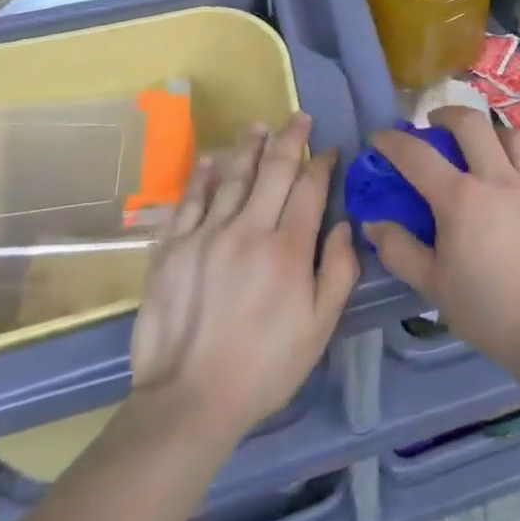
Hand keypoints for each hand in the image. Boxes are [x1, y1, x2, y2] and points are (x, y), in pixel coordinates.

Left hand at [126, 114, 358, 443]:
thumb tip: (346, 224)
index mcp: (288, 249)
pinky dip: (201, 178)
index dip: (322, 163)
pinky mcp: (173, 248)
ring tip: (259, 126)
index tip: (329, 150)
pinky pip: (189, 201)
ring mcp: (207, 235)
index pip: (309, 188)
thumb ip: (339, 271)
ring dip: (249, 148)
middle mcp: (249, 229)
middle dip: (291, 139)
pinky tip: (210, 160)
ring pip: (232, 177)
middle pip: (274, 171)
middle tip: (299, 118)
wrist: (188, 401)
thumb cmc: (264, 367)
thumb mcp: (319, 328)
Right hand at [364, 106, 519, 376]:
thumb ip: (400, 250)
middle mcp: (497, 178)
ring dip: (490, 131)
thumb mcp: (433, 286)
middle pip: (471, 123)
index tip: (381, 137)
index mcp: (460, 200)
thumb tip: (374, 222)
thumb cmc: (488, 310)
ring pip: (512, 133)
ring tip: (481, 144)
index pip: (418, 156)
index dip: (394, 142)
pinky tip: (519, 163)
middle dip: (446, 115)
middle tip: (435, 125)